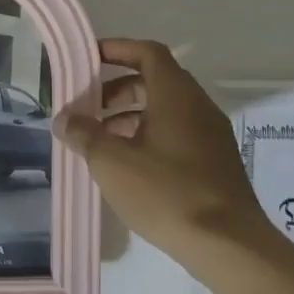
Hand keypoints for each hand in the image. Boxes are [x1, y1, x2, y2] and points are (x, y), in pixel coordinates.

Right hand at [57, 39, 277, 269]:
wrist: (227, 244)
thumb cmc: (166, 192)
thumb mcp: (112, 162)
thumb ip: (85, 134)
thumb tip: (65, 119)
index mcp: (176, 95)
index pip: (147, 53)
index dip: (117, 50)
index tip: (88, 58)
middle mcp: (198, 107)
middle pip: (155, 81)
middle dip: (117, 89)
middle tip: (87, 108)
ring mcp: (210, 135)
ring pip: (165, 110)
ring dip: (130, 116)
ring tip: (100, 141)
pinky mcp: (214, 162)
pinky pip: (176, 133)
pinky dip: (148, 136)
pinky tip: (127, 166)